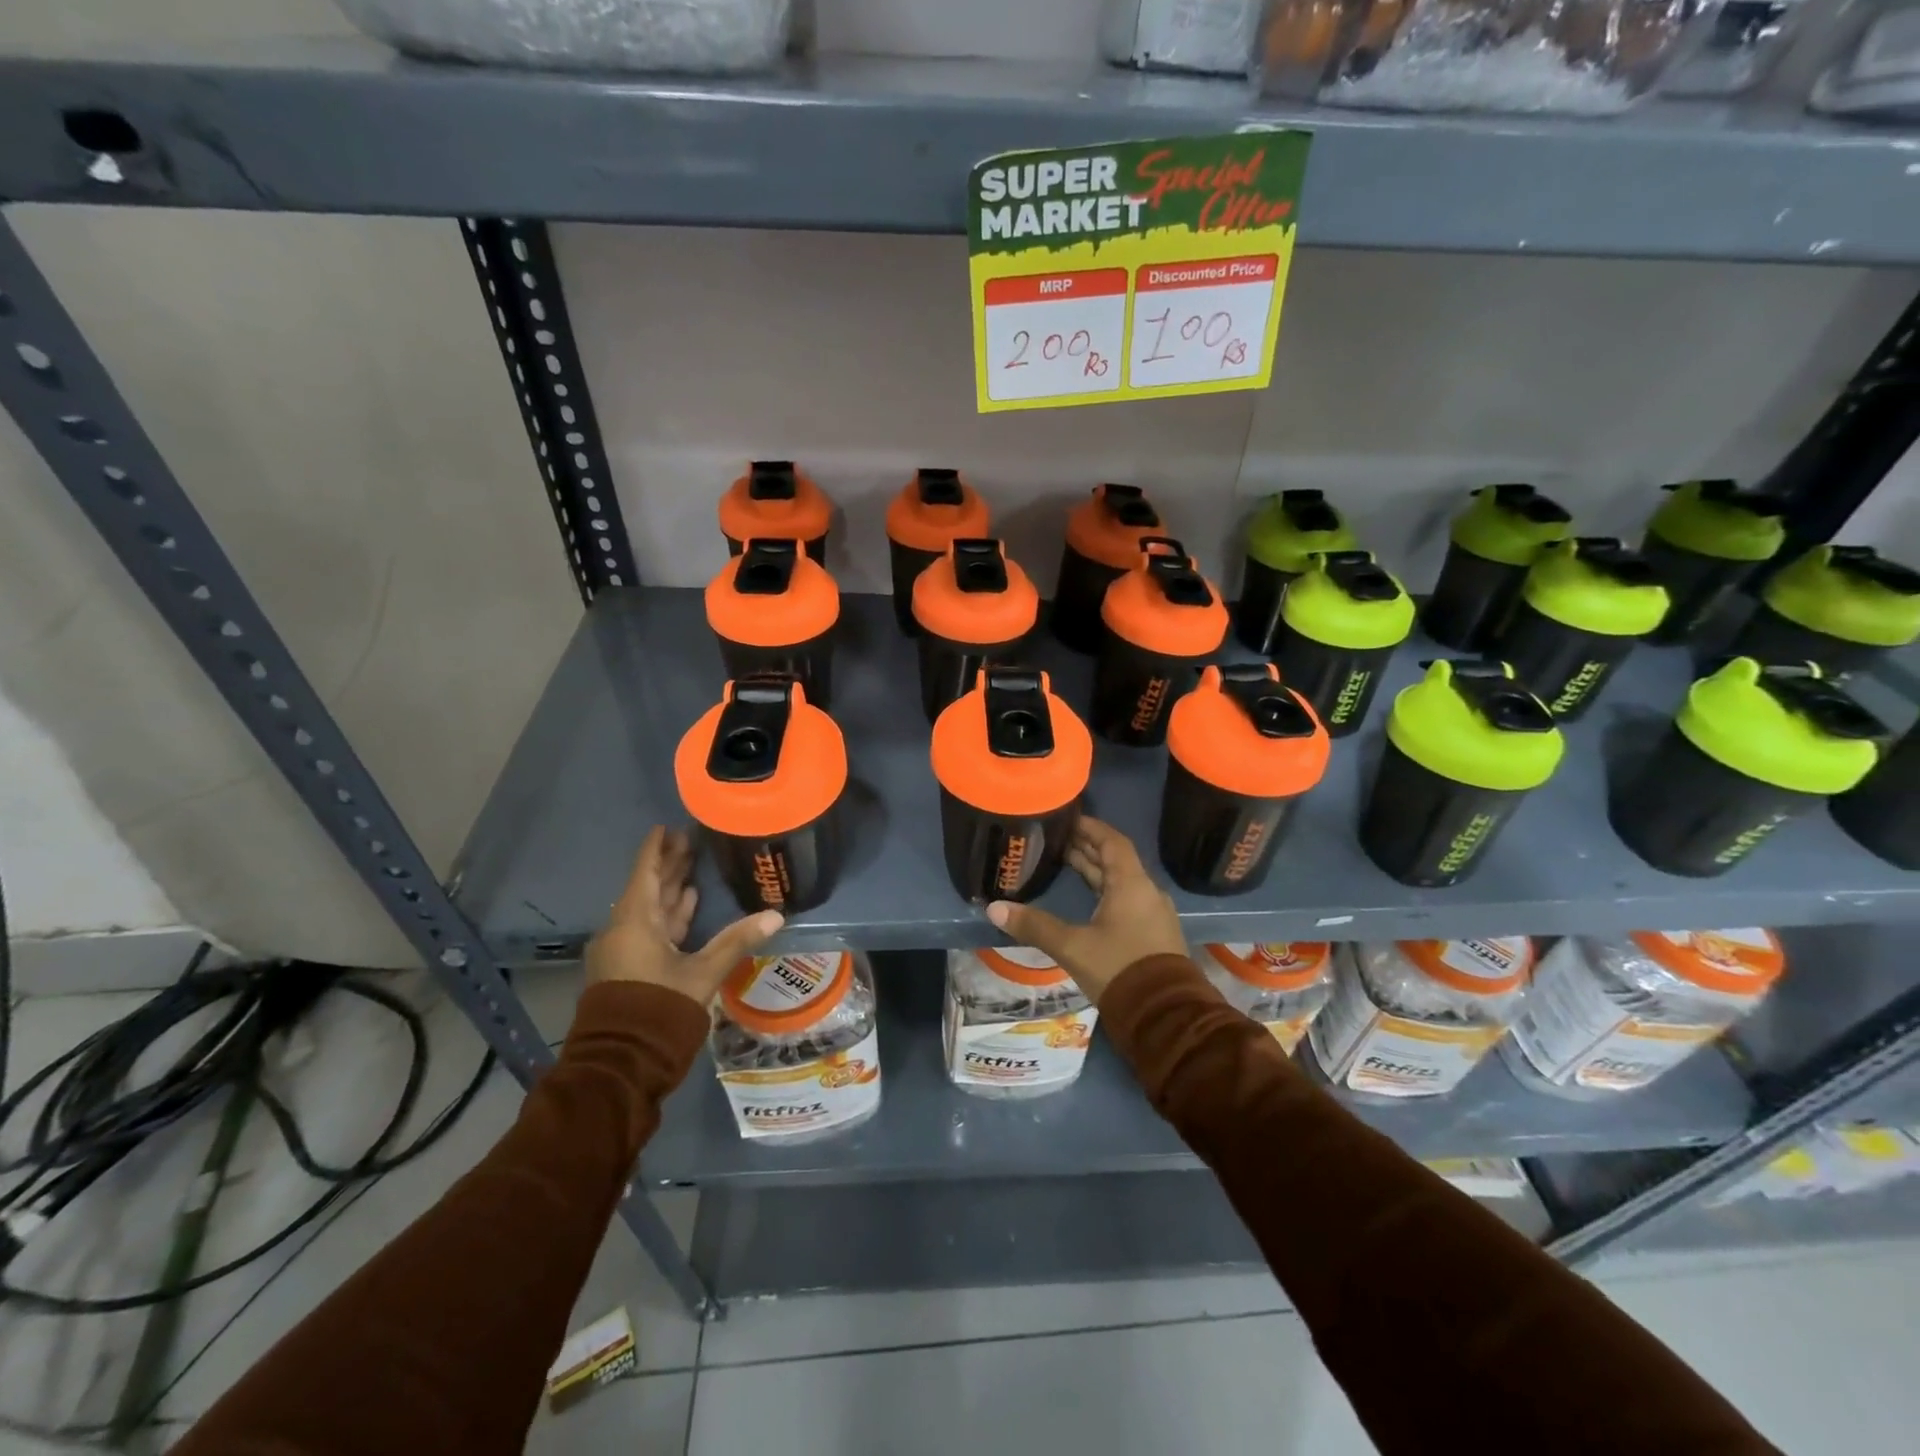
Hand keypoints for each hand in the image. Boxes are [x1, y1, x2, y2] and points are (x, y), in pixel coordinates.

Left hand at [586, 827, 782, 1005]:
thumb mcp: (703, 973)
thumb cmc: (660, 1008)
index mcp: (634, 922)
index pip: (644, 872)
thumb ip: (737, 941)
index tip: (667, 826)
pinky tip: (684, 906)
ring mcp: (622, 950)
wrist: (622, 1062)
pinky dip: (666, 915)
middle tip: (688, 840)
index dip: (656, 848)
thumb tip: (777, 915)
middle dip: (667, 865)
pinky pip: (648, 929)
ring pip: (648, 910)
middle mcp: (623, 930)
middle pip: (646, 888)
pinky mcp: (627, 968)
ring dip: (668, 889)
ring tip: (689, 868)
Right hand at [987, 817, 1185, 1002]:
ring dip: (1095, 872)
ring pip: (1120, 882)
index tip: (1067, 819)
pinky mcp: (1152, 935)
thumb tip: (994, 909)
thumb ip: (1034, 925)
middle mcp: (1146, 893)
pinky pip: (1126, 901)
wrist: (1164, 1017)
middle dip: (1087, 849)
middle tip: (1056, 841)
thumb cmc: (1119, 969)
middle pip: (1115, 861)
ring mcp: (1152, 915)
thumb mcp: (1072, 946)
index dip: (1090, 828)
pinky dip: (1104, 892)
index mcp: (1132, 884)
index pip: (1112, 842)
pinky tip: (1085, 901)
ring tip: (1064, 864)